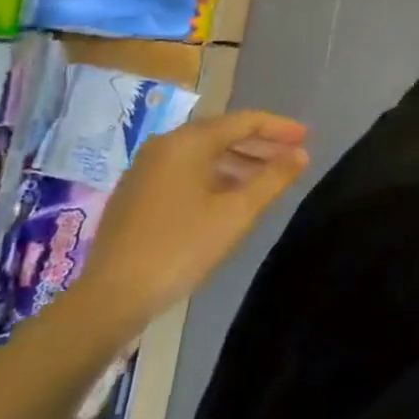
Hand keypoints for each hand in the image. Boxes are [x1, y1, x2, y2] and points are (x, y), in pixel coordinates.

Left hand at [67, 108, 309, 338]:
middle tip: (291, 158)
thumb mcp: (237, 213)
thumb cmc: (181, 247)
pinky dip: (214, 175)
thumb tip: (301, 154)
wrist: (111, 297)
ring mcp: (145, 168)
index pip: (244, 121)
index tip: (306, 138)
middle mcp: (165, 145)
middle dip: (260, 144)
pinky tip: (228, 197)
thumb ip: (273, 178)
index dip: (279, 128)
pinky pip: (185, 170)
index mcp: (189, 141)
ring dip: (239, 161)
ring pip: (203, 153)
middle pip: (223, 133)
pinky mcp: (135, 192)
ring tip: (266, 180)